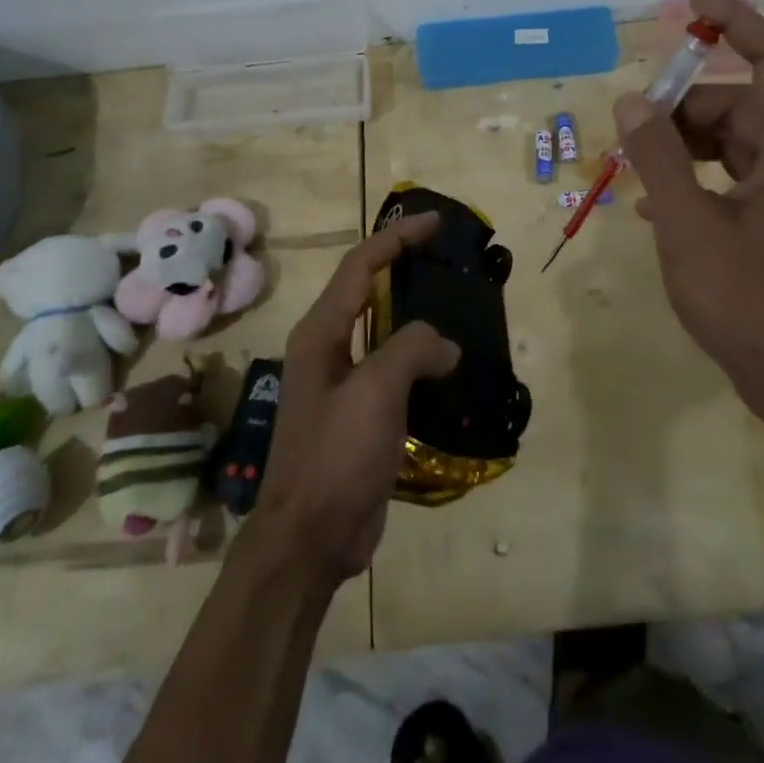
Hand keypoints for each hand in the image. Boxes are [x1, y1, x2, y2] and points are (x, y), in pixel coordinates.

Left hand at [253, 212, 459, 583]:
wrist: (310, 539)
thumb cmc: (335, 455)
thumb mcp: (376, 391)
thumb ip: (412, 349)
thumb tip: (444, 345)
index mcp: (321, 332)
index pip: (360, 265)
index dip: (396, 238)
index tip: (435, 223)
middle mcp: (327, 348)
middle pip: (368, 290)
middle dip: (403, 266)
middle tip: (446, 256)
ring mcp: (343, 382)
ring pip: (383, 330)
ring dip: (414, 312)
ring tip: (454, 302)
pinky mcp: (360, 413)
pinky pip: (393, 369)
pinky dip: (419, 356)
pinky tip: (448, 365)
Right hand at [615, 0, 763, 443]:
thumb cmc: (748, 300)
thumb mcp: (687, 223)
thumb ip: (657, 156)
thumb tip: (631, 101)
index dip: (737, 20)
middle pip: (741, 102)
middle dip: (683, 107)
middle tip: (630, 128)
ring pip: (734, 140)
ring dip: (684, 144)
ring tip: (634, 166)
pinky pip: (734, 175)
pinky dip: (696, 176)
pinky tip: (651, 202)